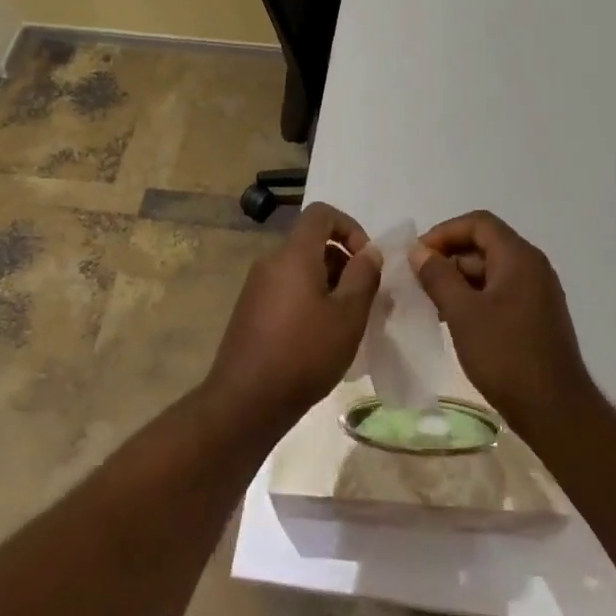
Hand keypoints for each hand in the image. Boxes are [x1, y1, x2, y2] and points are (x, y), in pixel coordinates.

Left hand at [205, 202, 382, 428]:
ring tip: (346, 323)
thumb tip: (369, 252)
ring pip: (300, 270)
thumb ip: (363, 276)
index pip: (321, 214)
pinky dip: (308, 300)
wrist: (246, 401)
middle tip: (364, 299)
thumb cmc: (305, 353)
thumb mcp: (348, 316)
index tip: (366, 260)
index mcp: (293, 255)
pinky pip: (286, 290)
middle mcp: (270, 263)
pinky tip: (320, 338)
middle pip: (311, 244)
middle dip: (343, 263)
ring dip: (328, 285)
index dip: (350, 227)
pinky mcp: (250, 312)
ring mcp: (256, 288)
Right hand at [409, 210, 600, 432]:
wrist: (554, 410)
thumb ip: (438, 276)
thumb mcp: (463, 313)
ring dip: (458, 281)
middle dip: (448, 258)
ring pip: (490, 271)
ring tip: (429, 304)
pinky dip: (474, 299)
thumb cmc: (505, 355)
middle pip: (484, 245)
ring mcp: (537, 293)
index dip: (444, 232)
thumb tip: (419, 251)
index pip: (478, 223)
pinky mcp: (536, 317)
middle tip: (417, 282)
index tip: (417, 256)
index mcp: (519, 257)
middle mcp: (532, 267)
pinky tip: (453, 321)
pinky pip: (500, 293)